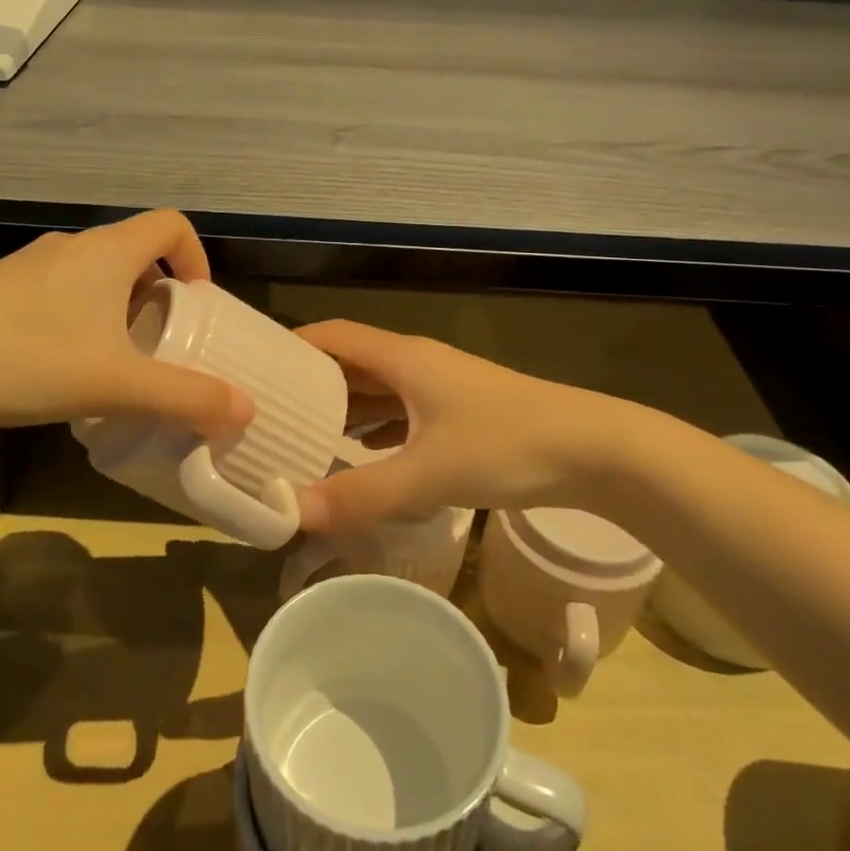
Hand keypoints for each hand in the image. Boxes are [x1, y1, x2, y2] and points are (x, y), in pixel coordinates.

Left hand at [0, 210, 254, 433]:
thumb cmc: (27, 359)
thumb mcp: (116, 384)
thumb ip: (186, 396)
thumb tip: (246, 409)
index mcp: (108, 252)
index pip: (171, 225)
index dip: (196, 258)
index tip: (197, 305)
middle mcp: (71, 247)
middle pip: (135, 251)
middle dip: (159, 294)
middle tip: (162, 343)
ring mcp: (28, 266)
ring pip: (94, 274)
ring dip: (118, 308)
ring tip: (116, 361)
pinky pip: (59, 292)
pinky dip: (80, 317)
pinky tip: (61, 366)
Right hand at [293, 320, 623, 532]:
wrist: (595, 450)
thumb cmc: (507, 445)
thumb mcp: (428, 474)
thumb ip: (360, 495)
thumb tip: (290, 514)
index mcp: (402, 359)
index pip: (332, 336)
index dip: (292, 346)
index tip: (254, 369)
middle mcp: (417, 364)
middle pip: (351, 363)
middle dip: (310, 384)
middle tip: (267, 414)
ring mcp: (440, 388)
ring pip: (377, 390)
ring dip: (342, 408)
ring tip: (300, 436)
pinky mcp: (459, 413)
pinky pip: (401, 412)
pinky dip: (374, 428)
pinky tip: (359, 453)